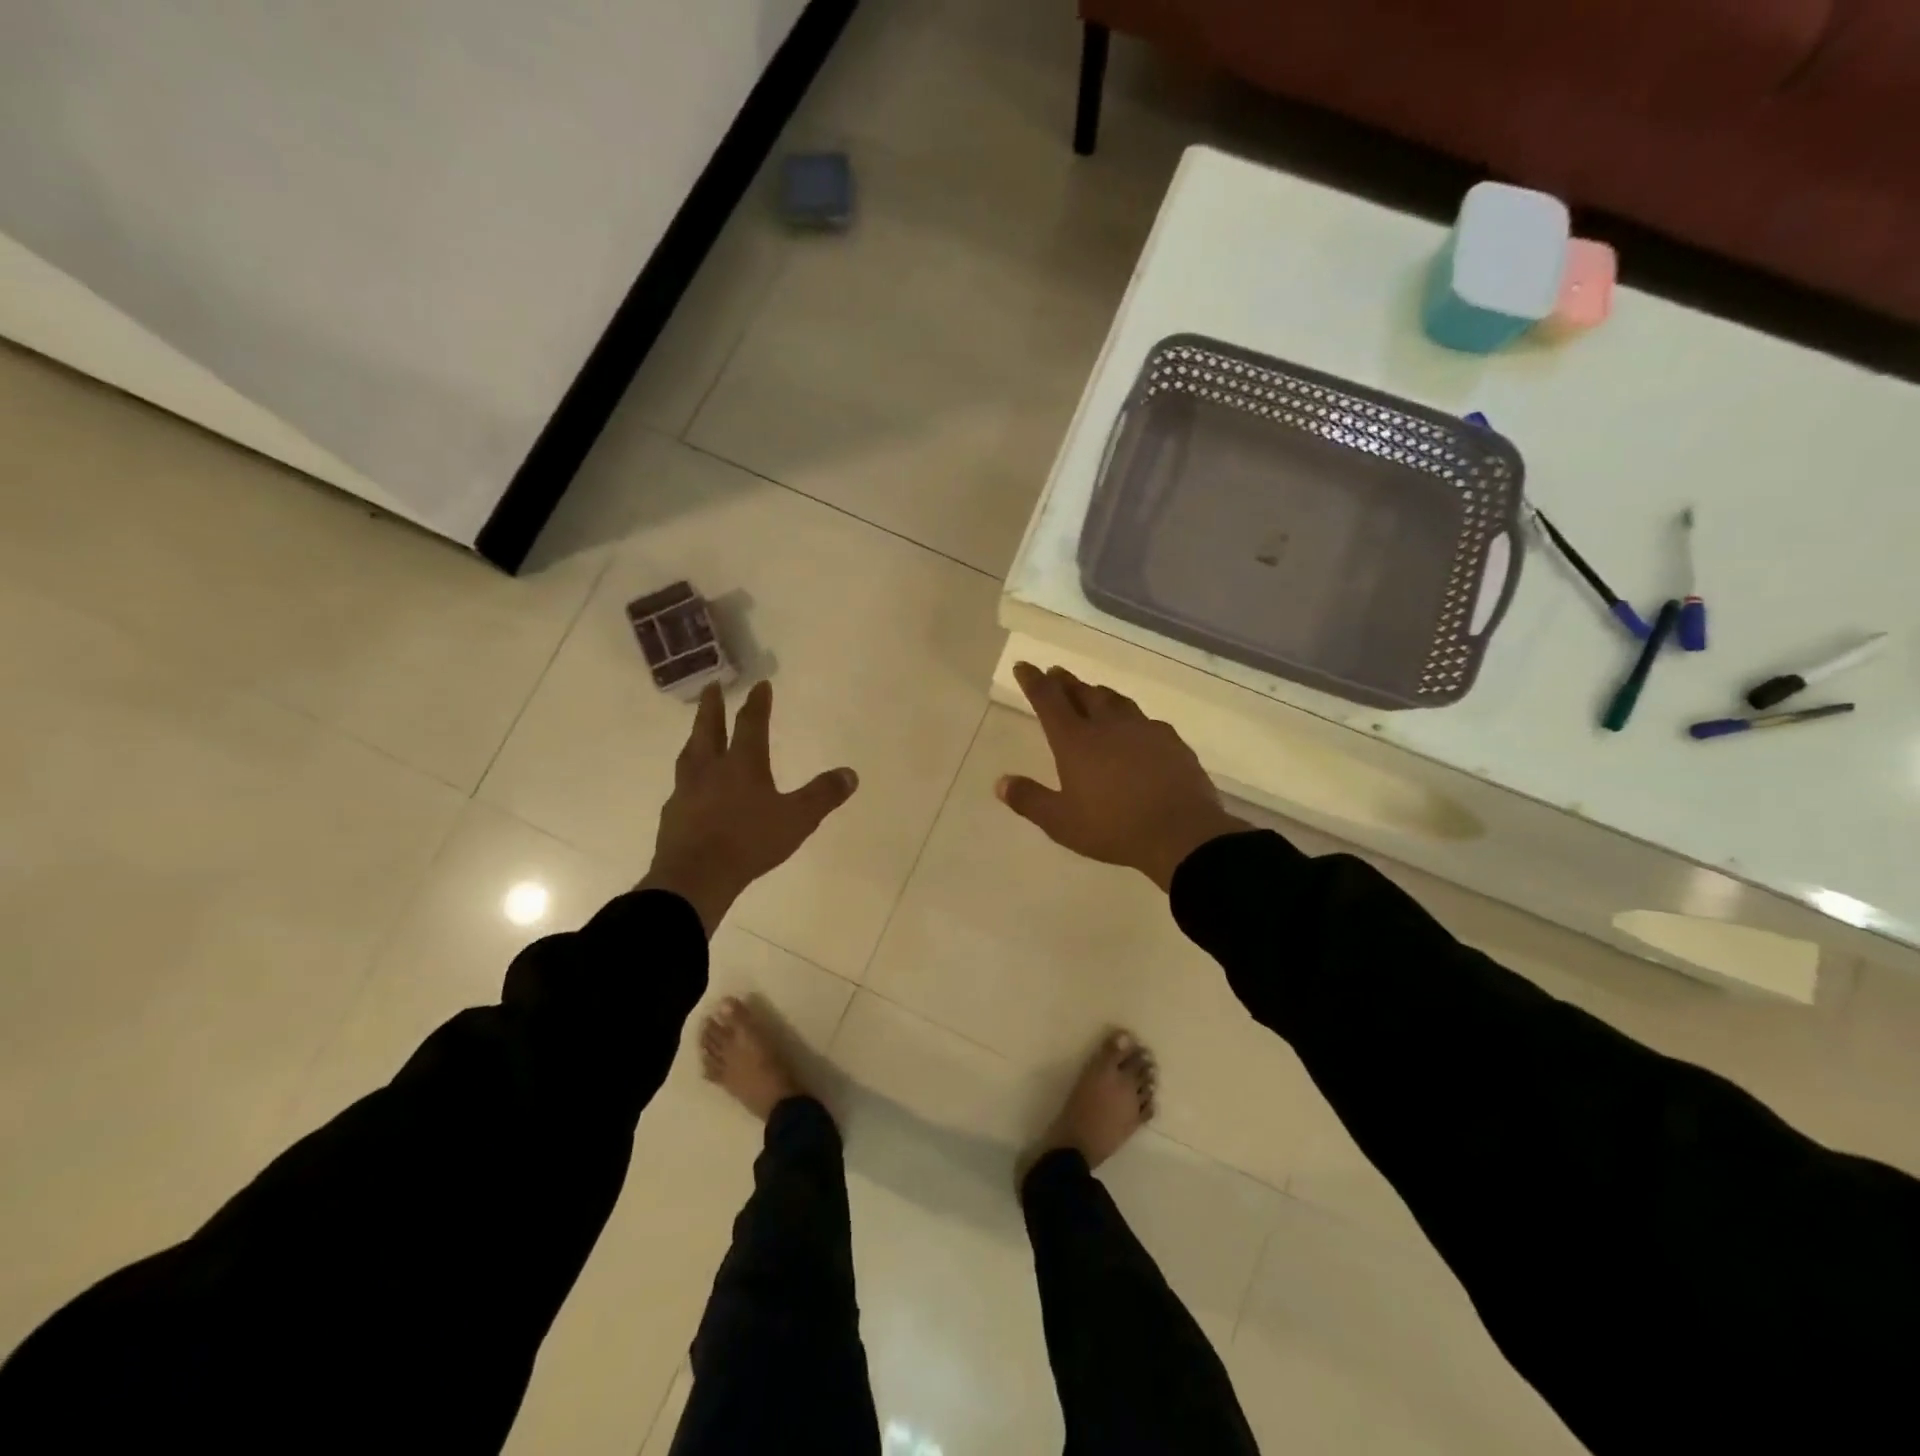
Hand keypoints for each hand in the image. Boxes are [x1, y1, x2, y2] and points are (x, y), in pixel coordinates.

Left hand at [638, 681, 858, 935]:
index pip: (751, 724)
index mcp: (742, 764)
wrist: (695, 877)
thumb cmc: (749, 842)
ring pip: (690, 753)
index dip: (758, 703)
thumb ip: (823, 795)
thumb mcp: (797, 819)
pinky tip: (689, 785)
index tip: (760, 685)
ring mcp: (687, 790)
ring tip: (697, 731)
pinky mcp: (673, 814)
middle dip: (712, 706)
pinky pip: (681, 785)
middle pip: (709, 729)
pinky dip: (688, 775)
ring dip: (695, 737)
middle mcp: (711, 769)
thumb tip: (850, 774)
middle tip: (711, 686)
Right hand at [998, 662, 1245, 891]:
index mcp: (1075, 741)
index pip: (1048, 700)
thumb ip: (1030, 800)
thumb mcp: (1061, 822)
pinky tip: (1136, 727)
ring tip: (1093, 692)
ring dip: (1099, 693)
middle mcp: (1108, 725)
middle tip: (1056, 673)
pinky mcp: (1171, 742)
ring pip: (1116, 701)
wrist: (1181, 833)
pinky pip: (1146, 721)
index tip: (1024, 666)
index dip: (1034, 681)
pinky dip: (1131, 717)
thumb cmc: (1113, 828)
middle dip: (1065, 682)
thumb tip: (1001, 782)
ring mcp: (1143, 730)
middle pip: (1083, 693)